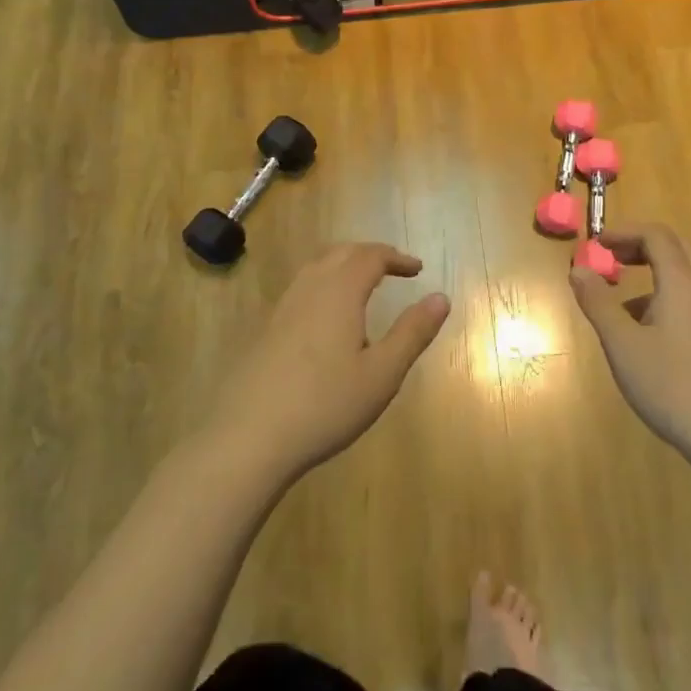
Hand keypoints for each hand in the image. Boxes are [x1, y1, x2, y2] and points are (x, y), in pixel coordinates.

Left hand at [210, 243, 450, 484]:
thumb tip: (441, 297)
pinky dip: (323, 285)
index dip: (396, 257)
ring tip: (362, 286)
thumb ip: (413, 332)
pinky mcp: (264, 330)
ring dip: (343, 266)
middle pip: (340, 253)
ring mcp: (281, 308)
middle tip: (392, 269)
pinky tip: (326, 320)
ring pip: (315, 268)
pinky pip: (300, 289)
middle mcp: (308, 289)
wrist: (248, 437)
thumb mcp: (382, 374)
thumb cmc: (325, 405)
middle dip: (370, 254)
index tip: (416, 269)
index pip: (371, 256)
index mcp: (339, 292)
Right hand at [569, 224, 690, 466]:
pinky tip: (643, 335)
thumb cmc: (673, 385)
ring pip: (683, 276)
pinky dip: (662, 297)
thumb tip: (578, 268)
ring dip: (651, 272)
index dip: (623, 232)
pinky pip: (689, 300)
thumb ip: (598, 303)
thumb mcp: (623, 345)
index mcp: (681, 281)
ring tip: (618, 300)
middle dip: (639, 245)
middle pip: (675, 247)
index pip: (656, 235)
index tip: (595, 244)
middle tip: (610, 258)